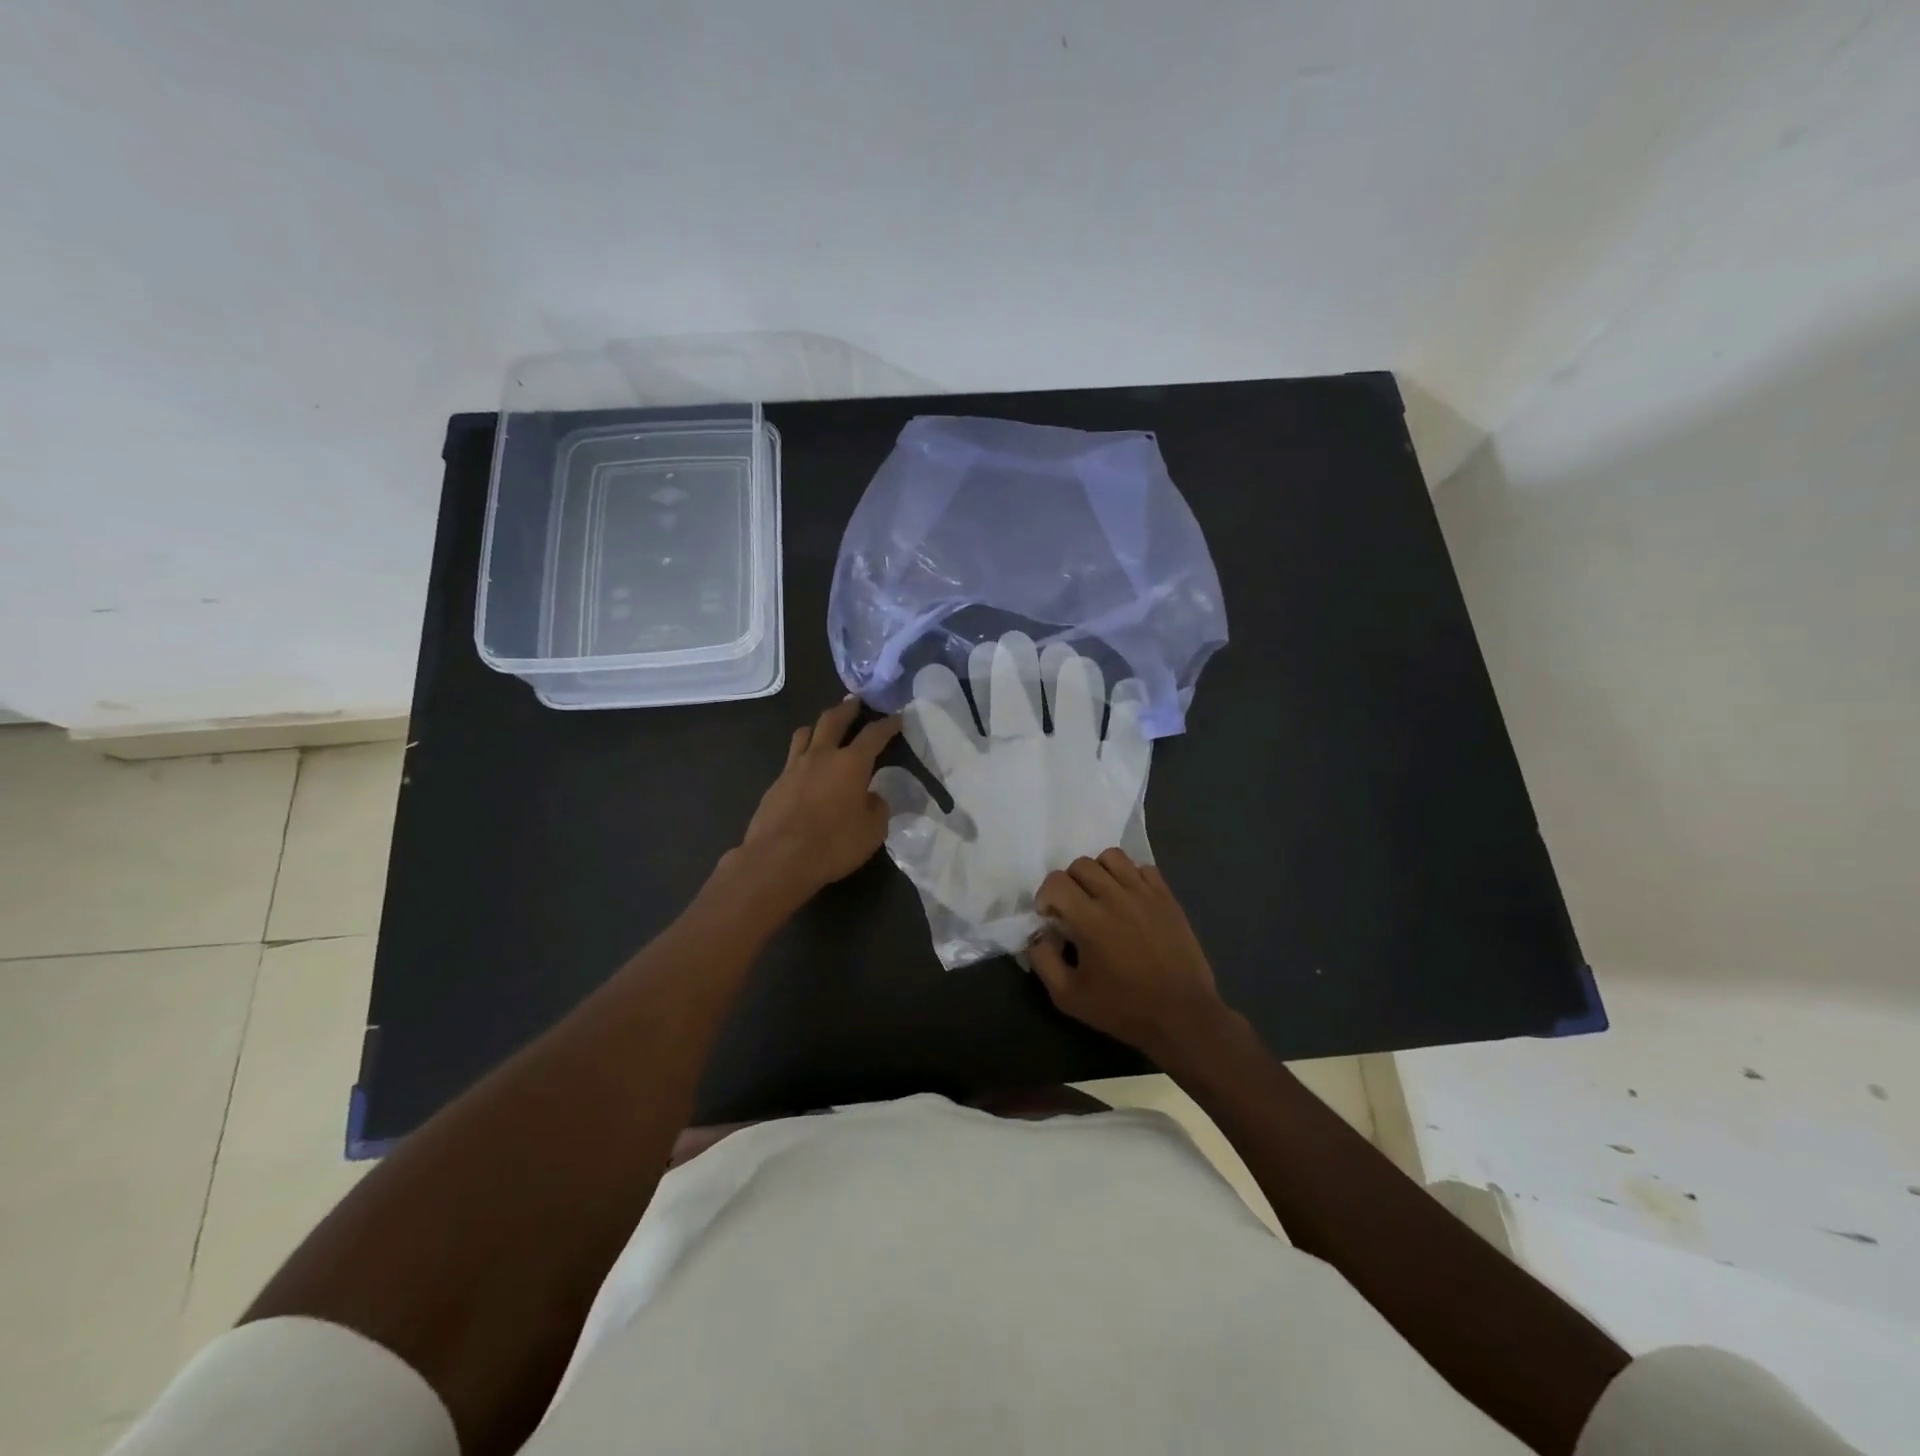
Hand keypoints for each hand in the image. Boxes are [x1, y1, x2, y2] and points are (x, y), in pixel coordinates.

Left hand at [735, 698, 900, 900]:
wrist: (778, 859)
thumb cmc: (833, 844)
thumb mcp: (872, 831)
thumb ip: (877, 808)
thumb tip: (872, 797)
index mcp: (851, 763)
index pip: (874, 735)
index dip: (888, 724)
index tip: (898, 717)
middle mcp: (821, 756)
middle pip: (833, 720)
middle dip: (847, 708)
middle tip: (855, 701)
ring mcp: (794, 767)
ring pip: (805, 733)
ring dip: (818, 726)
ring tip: (824, 727)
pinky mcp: (776, 784)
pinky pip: (792, 758)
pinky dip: (803, 755)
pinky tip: (806, 768)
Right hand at [1029, 848, 1238, 1066]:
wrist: (1182, 1016)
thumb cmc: (1123, 1009)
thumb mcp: (1068, 997)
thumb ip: (1043, 960)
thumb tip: (1039, 933)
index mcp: (1090, 919)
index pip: (1056, 881)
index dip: (1045, 895)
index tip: (1050, 916)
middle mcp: (1116, 896)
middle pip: (1081, 864)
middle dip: (1069, 883)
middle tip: (1073, 908)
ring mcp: (1145, 893)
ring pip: (1112, 857)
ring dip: (1099, 872)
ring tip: (1101, 896)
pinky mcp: (1167, 897)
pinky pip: (1143, 867)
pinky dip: (1130, 876)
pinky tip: (1129, 899)